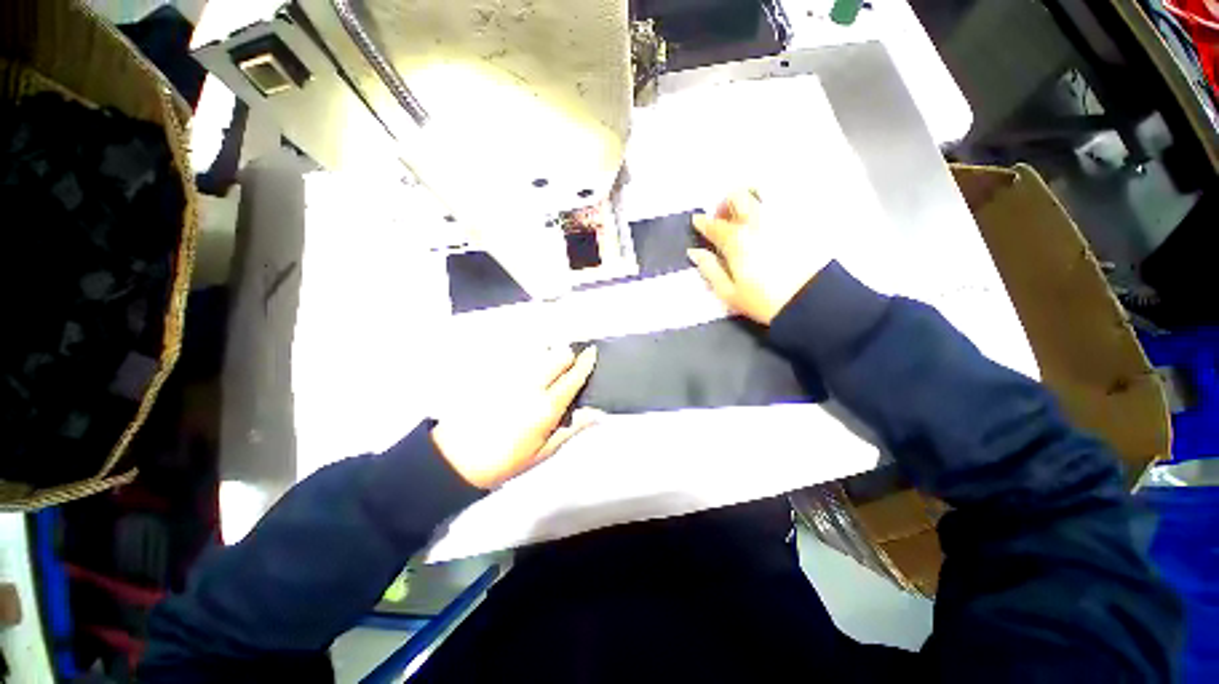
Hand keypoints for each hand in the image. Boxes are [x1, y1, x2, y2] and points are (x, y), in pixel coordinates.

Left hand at [431, 346, 599, 488]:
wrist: (456, 459)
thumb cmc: (504, 460)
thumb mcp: (544, 451)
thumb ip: (572, 428)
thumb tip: (597, 414)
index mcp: (546, 407)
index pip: (574, 375)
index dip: (587, 362)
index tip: (592, 353)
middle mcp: (531, 385)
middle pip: (559, 353)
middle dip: (569, 354)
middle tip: (568, 365)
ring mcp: (511, 375)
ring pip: (539, 348)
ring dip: (549, 351)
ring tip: (548, 364)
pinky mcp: (494, 372)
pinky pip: (518, 352)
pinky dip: (529, 353)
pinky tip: (527, 365)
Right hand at [688, 190, 832, 324]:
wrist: (810, 301)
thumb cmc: (763, 301)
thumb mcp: (728, 292)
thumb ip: (709, 269)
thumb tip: (695, 253)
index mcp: (736, 241)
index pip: (714, 224)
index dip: (702, 222)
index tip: (698, 221)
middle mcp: (757, 222)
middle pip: (738, 196)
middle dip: (725, 202)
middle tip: (723, 218)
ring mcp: (781, 219)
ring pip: (762, 192)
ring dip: (748, 198)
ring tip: (745, 214)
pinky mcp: (801, 222)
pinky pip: (783, 202)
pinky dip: (770, 205)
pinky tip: (768, 222)